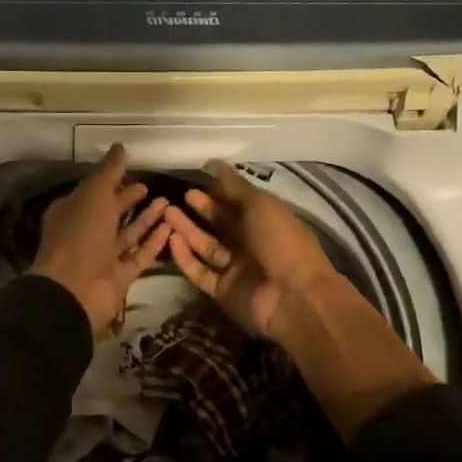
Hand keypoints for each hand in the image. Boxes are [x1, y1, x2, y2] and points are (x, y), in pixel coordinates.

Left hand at [29, 145, 173, 336]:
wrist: (76, 290)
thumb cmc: (80, 236)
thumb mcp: (93, 195)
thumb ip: (108, 172)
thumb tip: (120, 147)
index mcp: (71, 212)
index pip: (93, 191)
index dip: (111, 180)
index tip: (132, 169)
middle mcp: (85, 233)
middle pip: (110, 213)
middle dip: (128, 199)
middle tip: (151, 187)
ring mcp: (102, 257)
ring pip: (127, 234)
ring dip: (146, 219)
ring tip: (168, 202)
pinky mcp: (119, 276)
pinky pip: (139, 255)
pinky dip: (153, 242)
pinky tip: (171, 227)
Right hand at [164, 162, 339, 342]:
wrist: (294, 297)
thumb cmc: (281, 242)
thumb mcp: (261, 206)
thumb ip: (235, 188)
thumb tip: (215, 165)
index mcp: (265, 222)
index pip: (236, 204)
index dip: (217, 193)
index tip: (195, 182)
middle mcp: (250, 244)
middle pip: (220, 225)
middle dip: (200, 211)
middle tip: (177, 197)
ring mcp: (235, 269)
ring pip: (206, 247)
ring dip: (187, 231)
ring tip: (167, 214)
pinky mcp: (222, 291)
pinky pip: (200, 272)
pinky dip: (186, 257)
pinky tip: (173, 240)